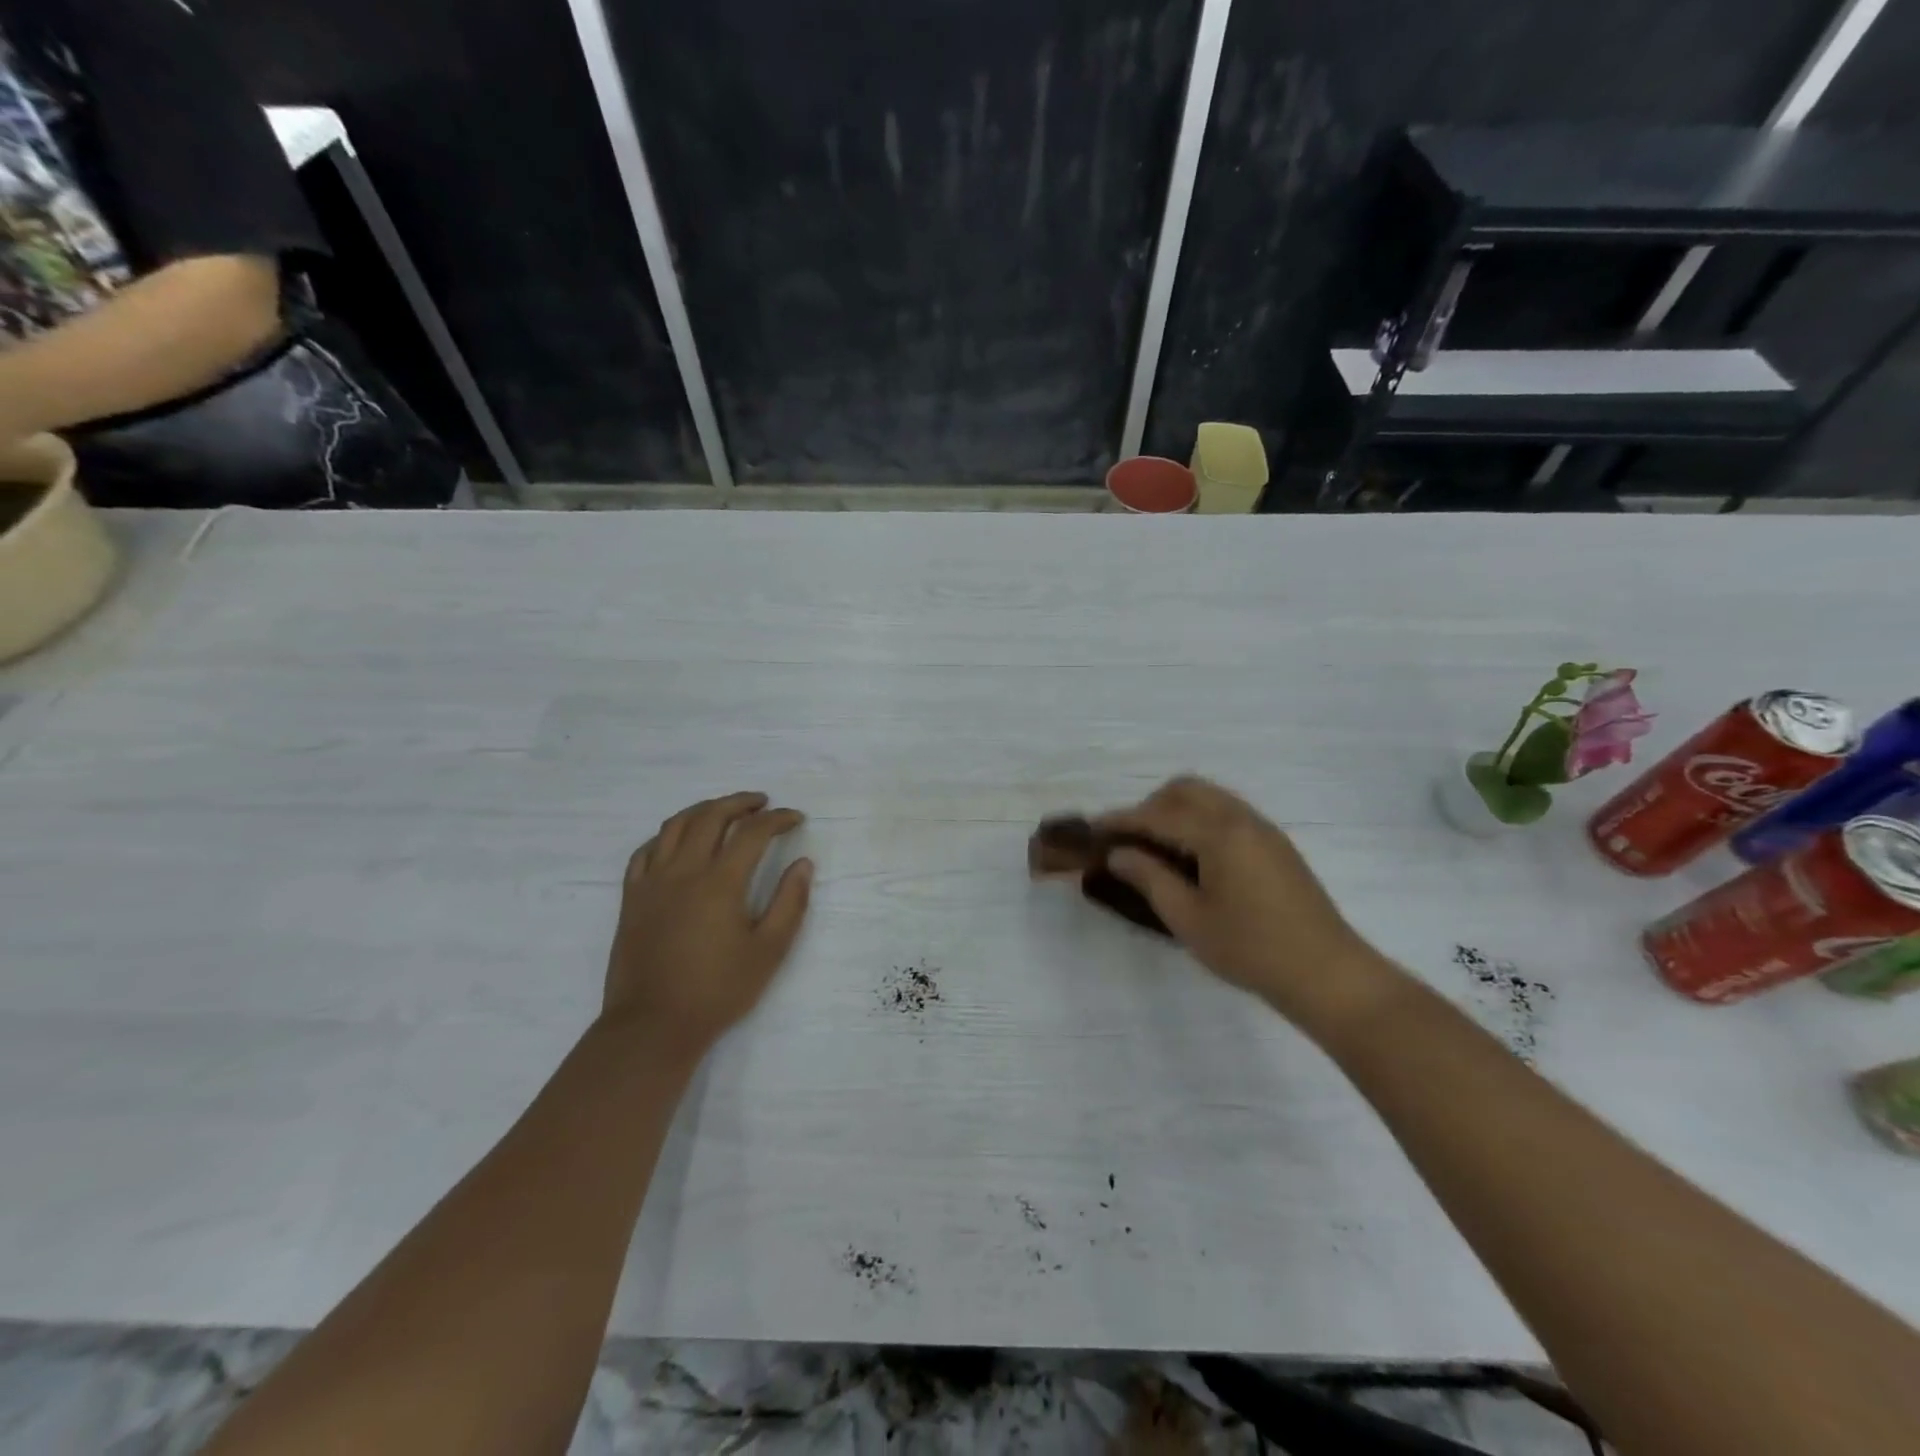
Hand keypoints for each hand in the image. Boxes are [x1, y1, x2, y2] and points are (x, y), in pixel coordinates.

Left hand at [603, 792, 812, 1051]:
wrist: (652, 1026)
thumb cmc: (717, 991)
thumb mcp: (768, 951)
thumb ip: (789, 903)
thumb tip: (803, 864)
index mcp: (720, 882)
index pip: (752, 833)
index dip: (778, 819)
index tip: (796, 818)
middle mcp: (684, 871)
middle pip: (711, 817)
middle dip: (740, 803)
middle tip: (762, 803)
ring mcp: (652, 882)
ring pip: (675, 825)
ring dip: (703, 810)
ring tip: (723, 811)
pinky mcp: (632, 898)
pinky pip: (645, 851)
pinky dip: (666, 835)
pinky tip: (678, 842)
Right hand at [1094, 777, 1400, 1033]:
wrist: (1328, 974)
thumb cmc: (1251, 949)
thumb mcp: (1188, 918)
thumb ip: (1149, 877)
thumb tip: (1118, 853)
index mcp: (1218, 833)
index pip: (1158, 814)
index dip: (1121, 820)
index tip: (1092, 830)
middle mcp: (1241, 818)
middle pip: (1185, 789)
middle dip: (1150, 806)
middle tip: (1129, 841)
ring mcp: (1262, 829)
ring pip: (1209, 798)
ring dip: (1176, 811)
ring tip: (1157, 850)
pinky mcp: (1275, 845)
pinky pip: (1227, 813)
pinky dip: (1199, 821)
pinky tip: (1192, 858)